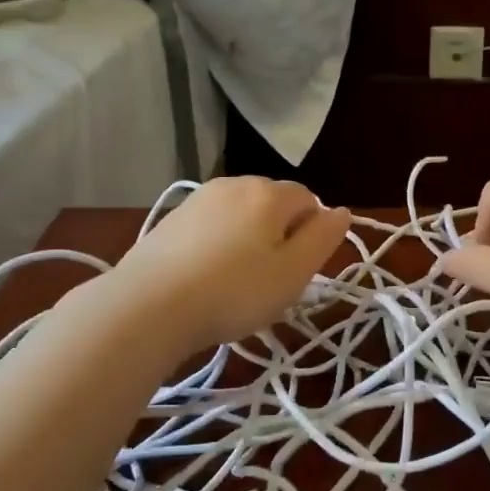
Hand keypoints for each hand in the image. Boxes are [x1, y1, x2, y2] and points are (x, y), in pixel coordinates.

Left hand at [111, 177, 351, 352]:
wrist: (148, 306)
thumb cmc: (234, 292)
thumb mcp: (293, 273)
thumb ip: (323, 238)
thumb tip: (341, 211)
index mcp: (269, 193)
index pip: (309, 200)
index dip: (311, 235)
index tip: (298, 272)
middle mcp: (234, 184)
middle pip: (273, 205)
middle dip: (280, 235)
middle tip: (270, 282)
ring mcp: (198, 199)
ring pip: (240, 216)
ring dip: (248, 241)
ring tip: (236, 284)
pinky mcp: (171, 219)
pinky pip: (211, 227)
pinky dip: (217, 246)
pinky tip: (206, 279)